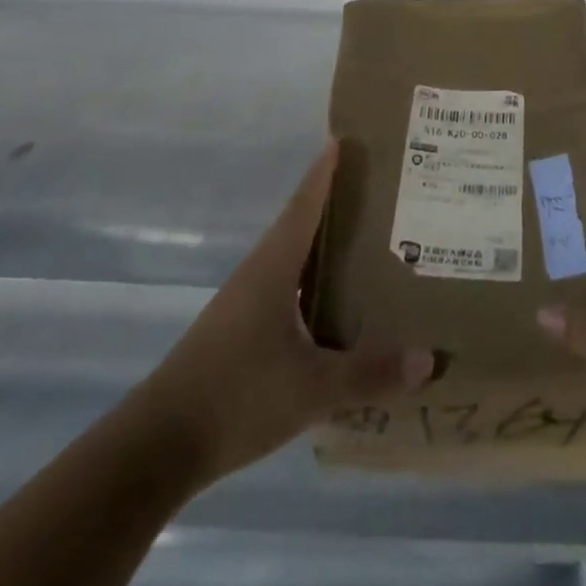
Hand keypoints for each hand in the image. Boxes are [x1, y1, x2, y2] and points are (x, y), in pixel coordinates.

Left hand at [142, 140, 435, 486]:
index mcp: (273, 267)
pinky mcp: (239, 334)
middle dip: (336, 207)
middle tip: (380, 195)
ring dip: (325, 250)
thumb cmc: (237, 396)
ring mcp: (244, 305)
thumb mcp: (312, 388)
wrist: (159, 446)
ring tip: (369, 248)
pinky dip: (313, 287)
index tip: (344, 139)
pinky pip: (285, 293)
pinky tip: (335, 310)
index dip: (324, 172)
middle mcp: (258, 275)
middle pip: (300, 226)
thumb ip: (369, 373)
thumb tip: (427, 357)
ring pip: (292, 262)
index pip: (304, 204)